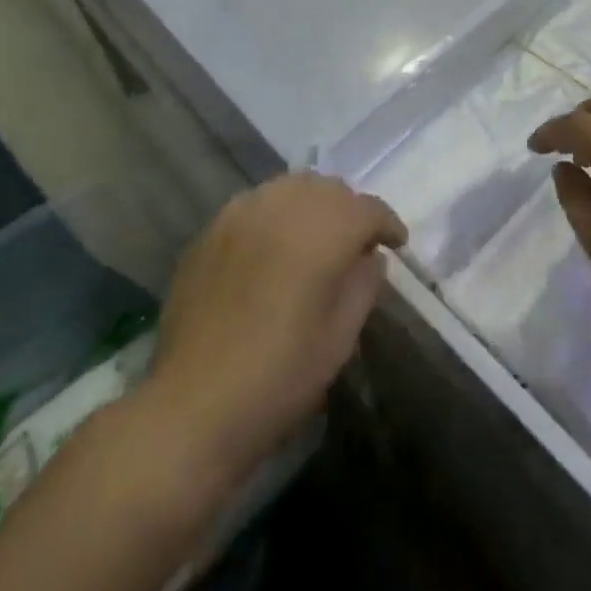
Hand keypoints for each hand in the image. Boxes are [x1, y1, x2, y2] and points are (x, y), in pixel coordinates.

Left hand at [146, 174, 405, 477]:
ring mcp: (240, 214)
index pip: (367, 209)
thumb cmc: (281, 374)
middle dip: (349, 209)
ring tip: (315, 239)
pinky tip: (273, 247)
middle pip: (328, 188)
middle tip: (356, 242)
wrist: (195, 403)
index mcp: (323, 231)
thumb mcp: (341, 336)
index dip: (386, 224)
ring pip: (289, 188)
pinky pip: (255, 205)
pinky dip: (275, 215)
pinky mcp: (210, 230)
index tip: (396, 244)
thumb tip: (369, 258)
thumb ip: (364, 284)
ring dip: (311, 205)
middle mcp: (282, 207)